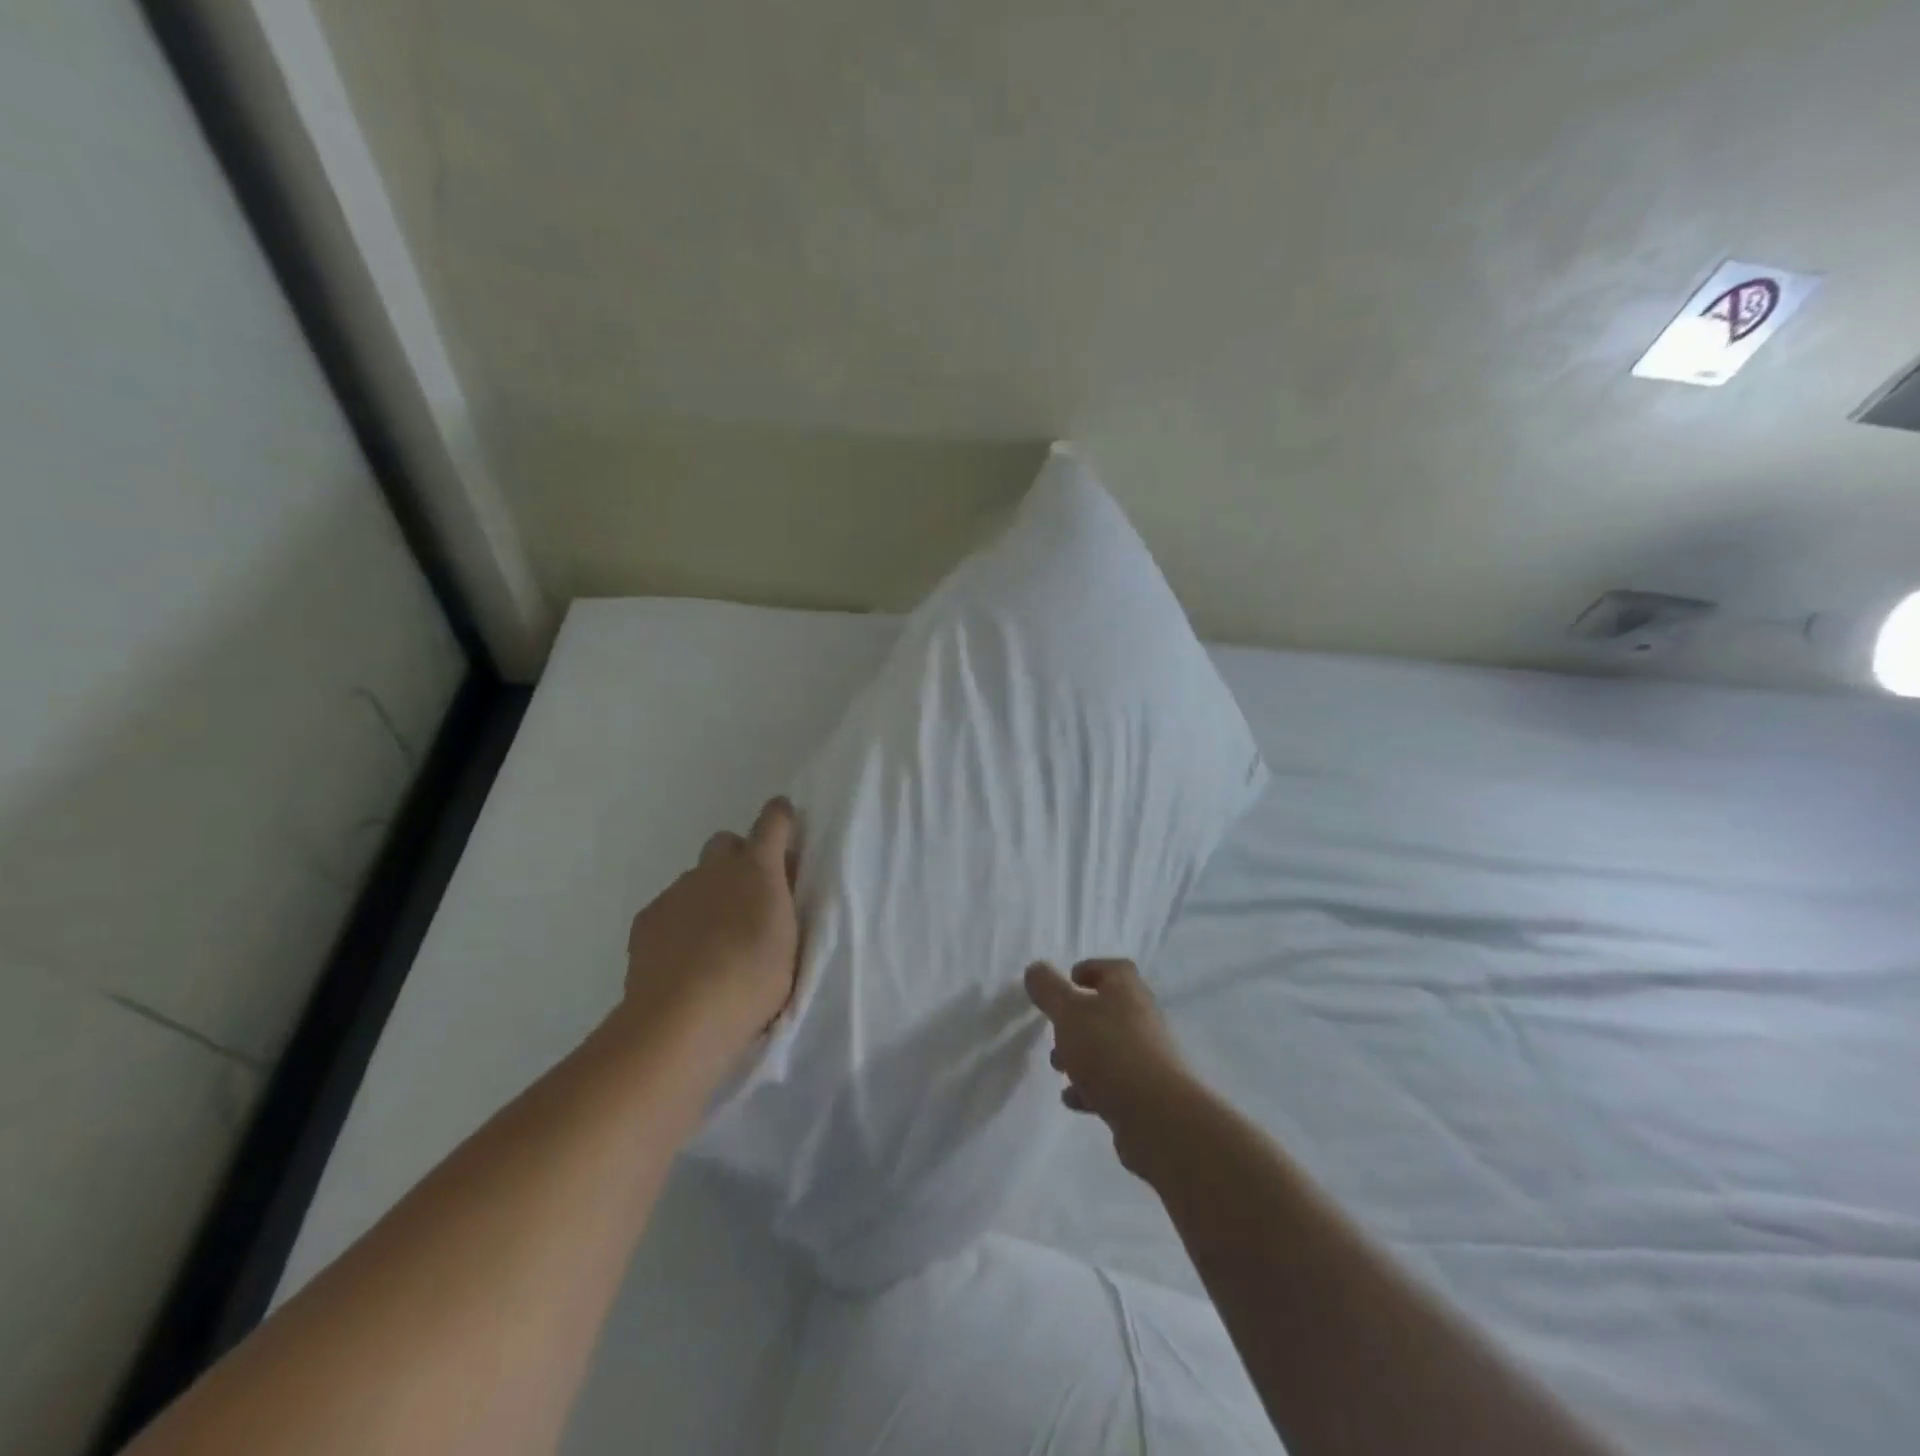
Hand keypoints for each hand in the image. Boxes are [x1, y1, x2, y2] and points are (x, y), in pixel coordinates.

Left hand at [622, 797, 800, 1055]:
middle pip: (726, 843)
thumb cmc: (754, 980)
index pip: (773, 821)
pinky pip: (670, 907)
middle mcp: (715, 869)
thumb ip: (784, 906)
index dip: (781, 817)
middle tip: (750, 896)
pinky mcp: (647, 918)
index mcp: (758, 869)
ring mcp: (677, 891)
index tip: (786, 822)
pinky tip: (685, 956)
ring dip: (709, 894)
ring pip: (696, 878)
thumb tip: (779, 886)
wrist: (683, 1018)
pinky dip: (681, 921)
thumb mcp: (790, 941)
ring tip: (715, 939)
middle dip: (738, 858)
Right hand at [1024, 958, 1197, 1173]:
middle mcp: (1142, 1018)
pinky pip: (1114, 1082)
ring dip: (1082, 1055)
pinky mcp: (1147, 1093)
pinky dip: (1091, 1087)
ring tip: (1059, 1069)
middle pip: (1108, 1009)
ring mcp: (1148, 1057)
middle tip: (1055, 1031)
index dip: (1090, 970)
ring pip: (1109, 1047)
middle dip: (1077, 1019)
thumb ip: (1049, 990)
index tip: (1068, 982)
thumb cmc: (1109, 1051)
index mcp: (1127, 990)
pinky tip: (1073, 1099)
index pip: (1113, 969)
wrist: (1158, 1117)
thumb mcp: (1068, 1013)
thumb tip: (1036, 969)